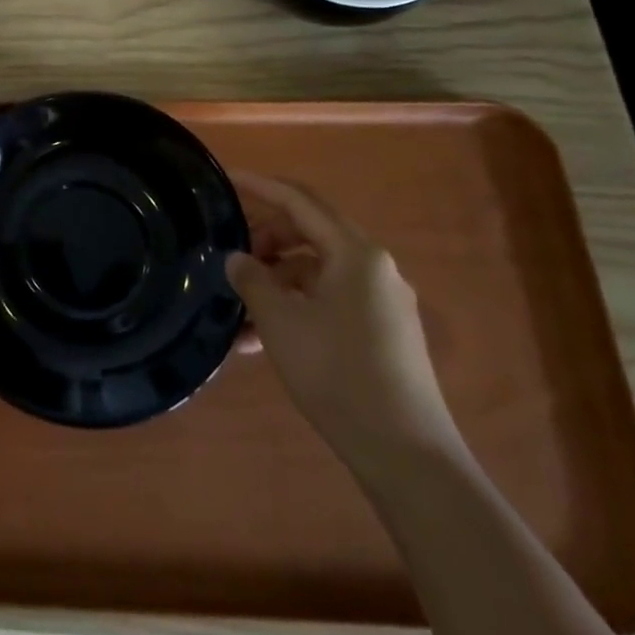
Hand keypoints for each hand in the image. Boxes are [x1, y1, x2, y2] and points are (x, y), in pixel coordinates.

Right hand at [226, 172, 462, 479]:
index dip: (260, 186)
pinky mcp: (384, 332)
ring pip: (318, 271)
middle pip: (311, 232)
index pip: (299, 201)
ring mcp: (383, 301)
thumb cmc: (338, 374)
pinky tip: (265, 340)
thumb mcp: (281, 322)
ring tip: (240, 312)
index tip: (227, 179)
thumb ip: (253, 279)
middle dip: (267, 239)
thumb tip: (236, 258)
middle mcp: (375, 267)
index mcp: (355, 252)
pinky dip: (297, 306)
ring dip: (278, 281)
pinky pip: (331, 300)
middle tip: (232, 258)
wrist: (407, 455)